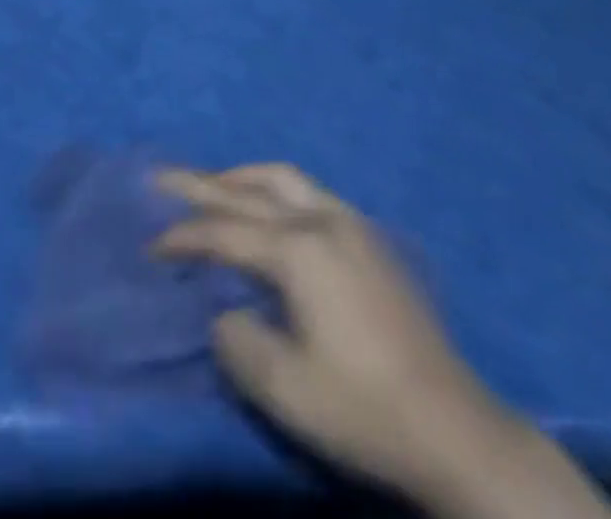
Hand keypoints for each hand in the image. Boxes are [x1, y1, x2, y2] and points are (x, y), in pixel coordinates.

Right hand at [152, 164, 610, 518]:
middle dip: (201, 185)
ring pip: (283, 179)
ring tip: (213, 187)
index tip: (152, 248)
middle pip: (248, 190)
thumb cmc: (365, 409)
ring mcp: (351, 225)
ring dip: (241, 179)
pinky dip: (274, 191)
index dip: (183, 238)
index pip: (224, 232)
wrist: (458, 433)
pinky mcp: (370, 240)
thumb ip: (237, 340)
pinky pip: (309, 193)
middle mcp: (322, 220)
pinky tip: (269, 212)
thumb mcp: (285, 389)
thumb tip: (225, 313)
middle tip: (162, 178)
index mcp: (299, 250)